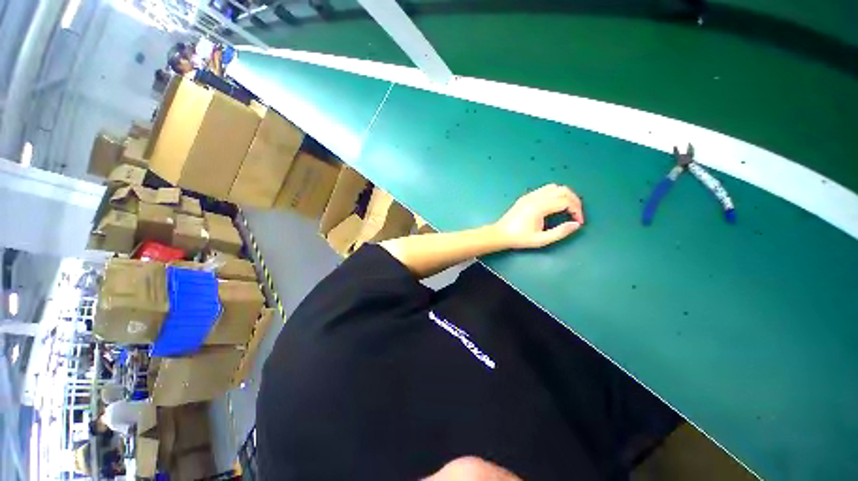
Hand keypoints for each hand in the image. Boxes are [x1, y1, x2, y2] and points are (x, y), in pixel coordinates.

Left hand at [493, 184, 583, 248]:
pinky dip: (555, 194)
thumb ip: (560, 232)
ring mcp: (530, 195)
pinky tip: (555, 205)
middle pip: (563, 190)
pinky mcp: (526, 197)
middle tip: (577, 214)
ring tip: (568, 209)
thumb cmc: (519, 238)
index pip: (566, 201)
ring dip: (565, 195)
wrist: (500, 234)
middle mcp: (535, 197)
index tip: (578, 222)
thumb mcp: (541, 240)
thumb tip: (576, 225)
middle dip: (574, 200)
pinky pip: (545, 189)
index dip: (577, 210)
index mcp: (539, 207)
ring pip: (554, 187)